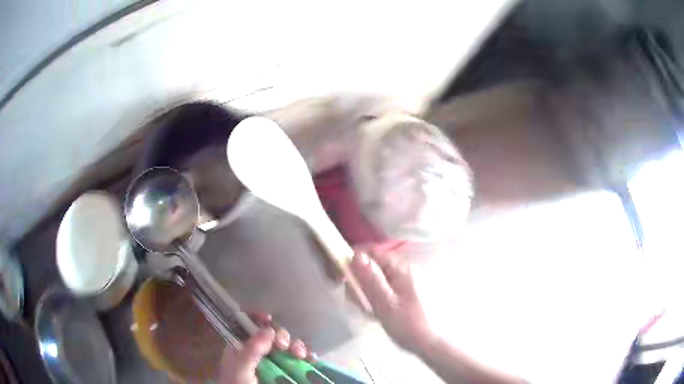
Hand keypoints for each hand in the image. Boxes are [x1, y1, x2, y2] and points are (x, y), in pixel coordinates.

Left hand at [217, 313, 313, 383]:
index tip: (269, 318)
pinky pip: (300, 360)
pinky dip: (307, 356)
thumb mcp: (240, 369)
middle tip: (283, 346)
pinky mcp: (287, 372)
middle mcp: (258, 352)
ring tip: (300, 354)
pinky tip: (311, 358)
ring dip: (296, 346)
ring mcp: (274, 362)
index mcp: (241, 347)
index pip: (247, 325)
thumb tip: (268, 329)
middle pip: (271, 334)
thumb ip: (250, 351)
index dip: (257, 318)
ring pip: (288, 346)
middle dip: (281, 335)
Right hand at [350, 249, 435, 353]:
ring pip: (382, 280)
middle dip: (363, 281)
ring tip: (369, 312)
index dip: (355, 259)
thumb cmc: (407, 324)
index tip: (343, 273)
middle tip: (357, 301)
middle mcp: (409, 270)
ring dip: (371, 292)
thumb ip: (370, 279)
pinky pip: (391, 289)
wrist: (431, 343)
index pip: (374, 252)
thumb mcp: (384, 303)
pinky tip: (380, 313)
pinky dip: (381, 298)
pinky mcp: (414, 293)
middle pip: (377, 267)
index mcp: (402, 269)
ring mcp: (413, 282)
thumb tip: (356, 255)